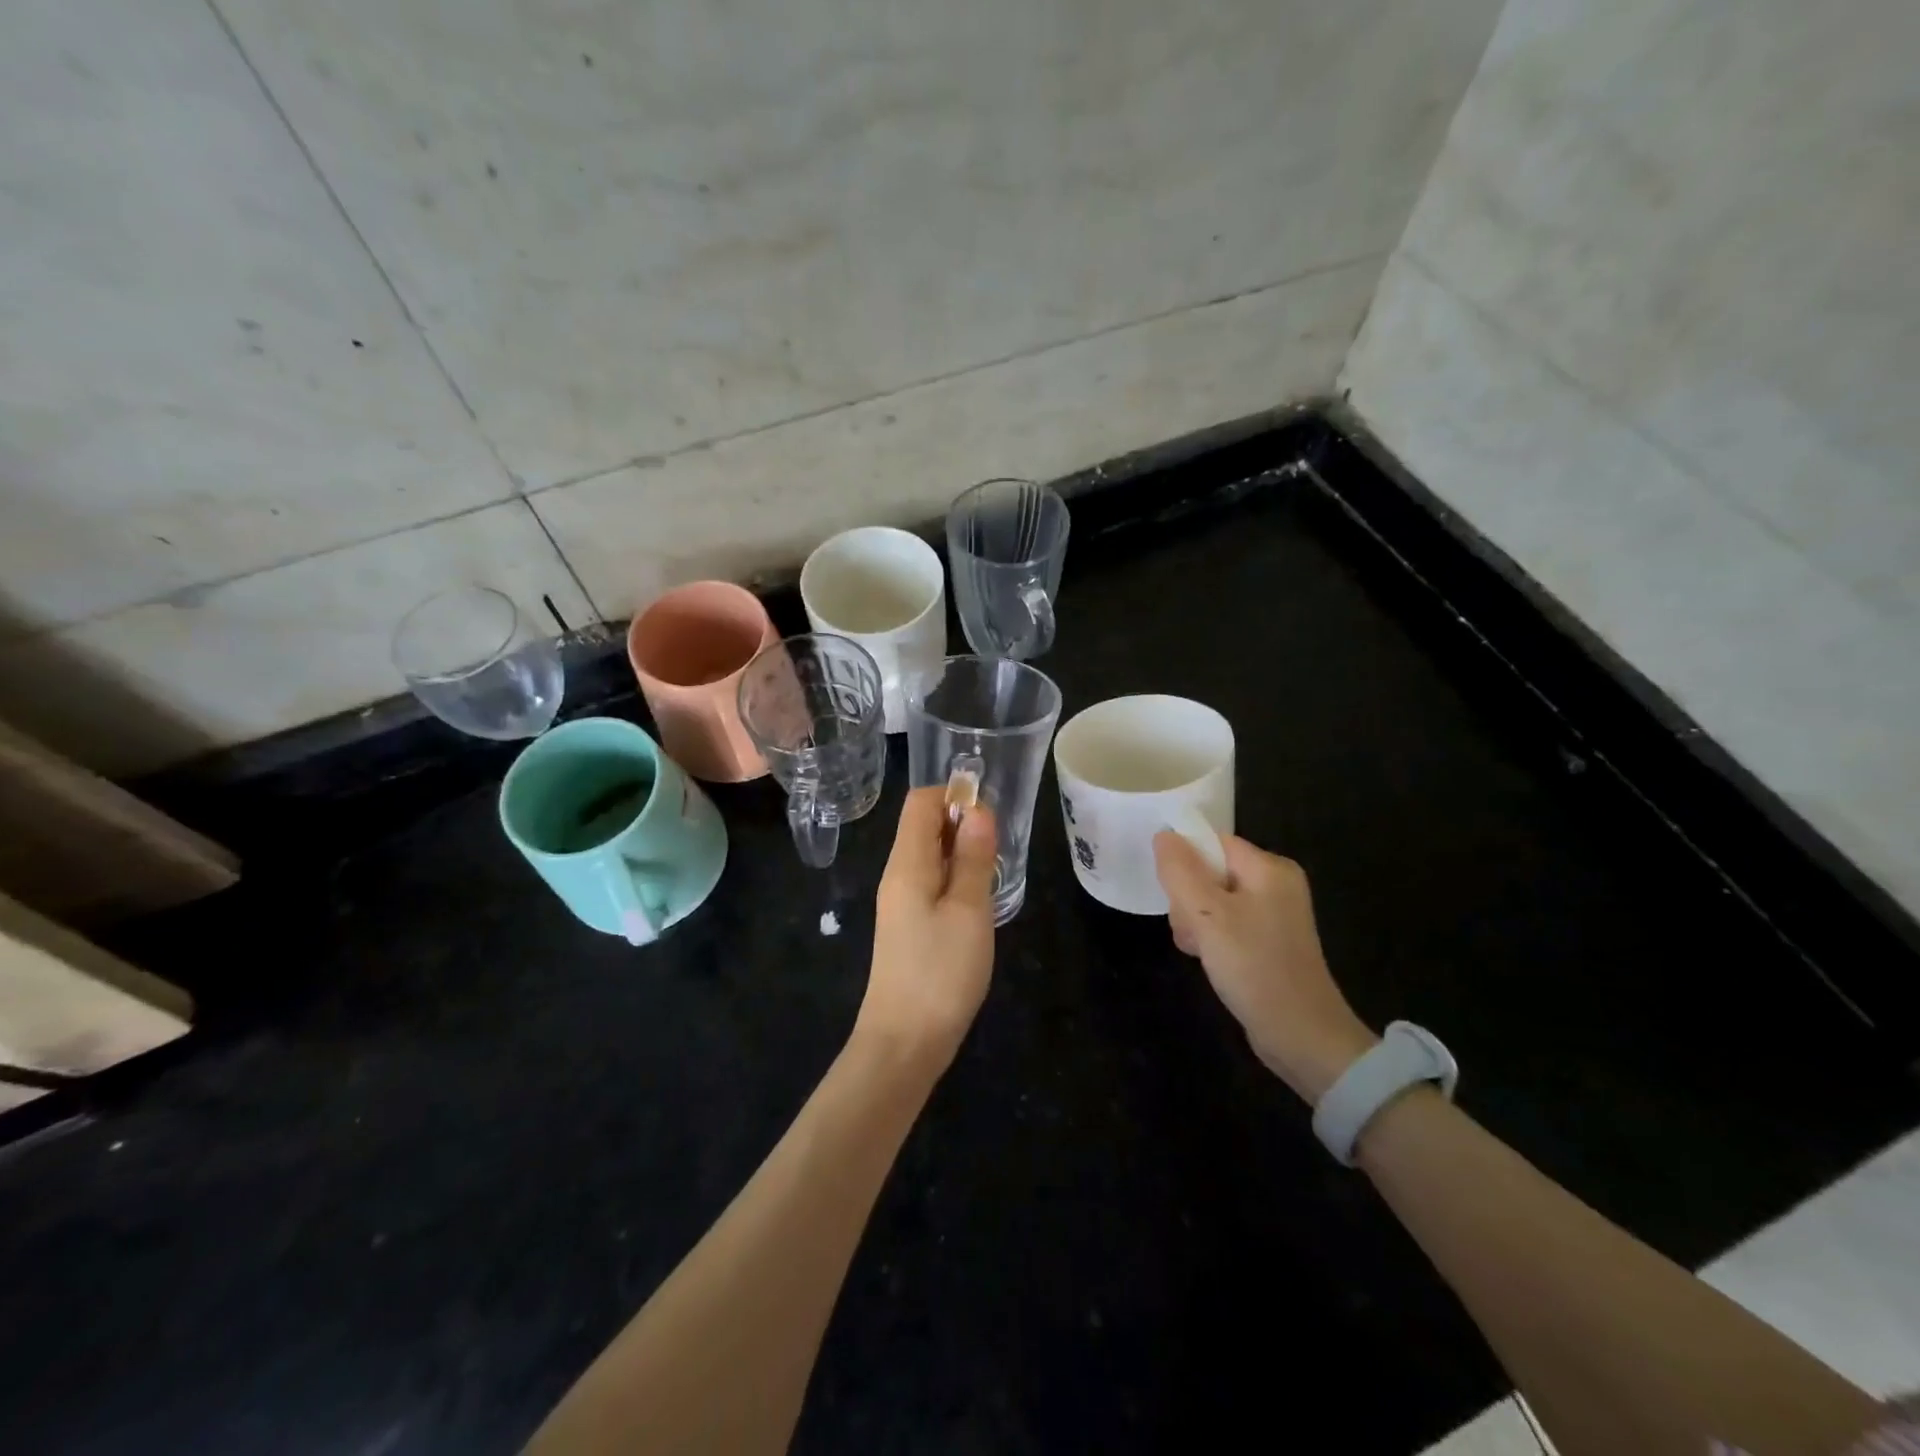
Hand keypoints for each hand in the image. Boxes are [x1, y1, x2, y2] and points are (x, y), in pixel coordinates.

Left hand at [855, 787, 998, 1068]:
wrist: (904, 1043)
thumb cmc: (940, 973)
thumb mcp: (968, 910)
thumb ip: (973, 858)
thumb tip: (977, 809)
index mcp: (906, 863)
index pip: (920, 802)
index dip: (953, 795)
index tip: (990, 814)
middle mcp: (897, 874)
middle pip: (923, 825)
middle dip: (962, 823)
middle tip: (999, 848)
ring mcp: (900, 901)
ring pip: (930, 855)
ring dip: (962, 852)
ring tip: (994, 873)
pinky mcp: (908, 925)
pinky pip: (931, 882)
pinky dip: (955, 878)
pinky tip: (979, 901)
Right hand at [1153, 831, 1377, 1103]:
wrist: (1301, 1036)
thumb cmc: (1254, 967)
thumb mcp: (1207, 915)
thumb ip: (1181, 871)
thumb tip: (1164, 835)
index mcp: (1269, 868)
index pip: (1212, 843)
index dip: (1185, 862)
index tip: (1173, 894)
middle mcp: (1275, 884)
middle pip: (1210, 870)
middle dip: (1188, 898)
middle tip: (1191, 930)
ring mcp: (1273, 914)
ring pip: (1212, 899)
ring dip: (1194, 922)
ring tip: (1199, 949)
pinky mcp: (1267, 941)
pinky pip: (1225, 923)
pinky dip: (1210, 938)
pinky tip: (1207, 959)